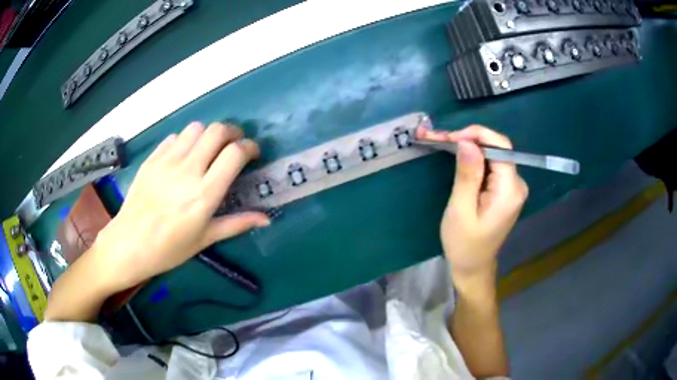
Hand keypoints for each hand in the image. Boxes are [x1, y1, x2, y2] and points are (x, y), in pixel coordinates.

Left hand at [92, 122, 269, 292]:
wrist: (129, 244)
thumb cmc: (169, 248)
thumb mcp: (205, 238)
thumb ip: (237, 223)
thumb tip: (267, 218)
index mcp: (205, 194)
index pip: (234, 153)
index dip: (249, 147)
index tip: (253, 153)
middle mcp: (188, 170)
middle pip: (217, 131)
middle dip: (233, 132)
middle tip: (234, 144)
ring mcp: (167, 161)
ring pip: (196, 128)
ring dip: (208, 134)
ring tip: (208, 148)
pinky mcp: (152, 159)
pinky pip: (174, 137)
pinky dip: (185, 141)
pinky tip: (183, 156)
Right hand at [417, 125, 527, 280]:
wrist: (473, 266)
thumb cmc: (464, 244)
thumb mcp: (461, 210)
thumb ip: (467, 175)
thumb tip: (467, 142)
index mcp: (510, 190)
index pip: (501, 147)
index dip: (477, 134)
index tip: (450, 137)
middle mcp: (517, 184)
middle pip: (497, 148)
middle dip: (469, 139)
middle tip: (440, 139)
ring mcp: (512, 187)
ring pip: (492, 154)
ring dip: (469, 147)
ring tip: (442, 143)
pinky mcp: (504, 190)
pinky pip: (491, 165)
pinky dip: (473, 158)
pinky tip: (456, 156)